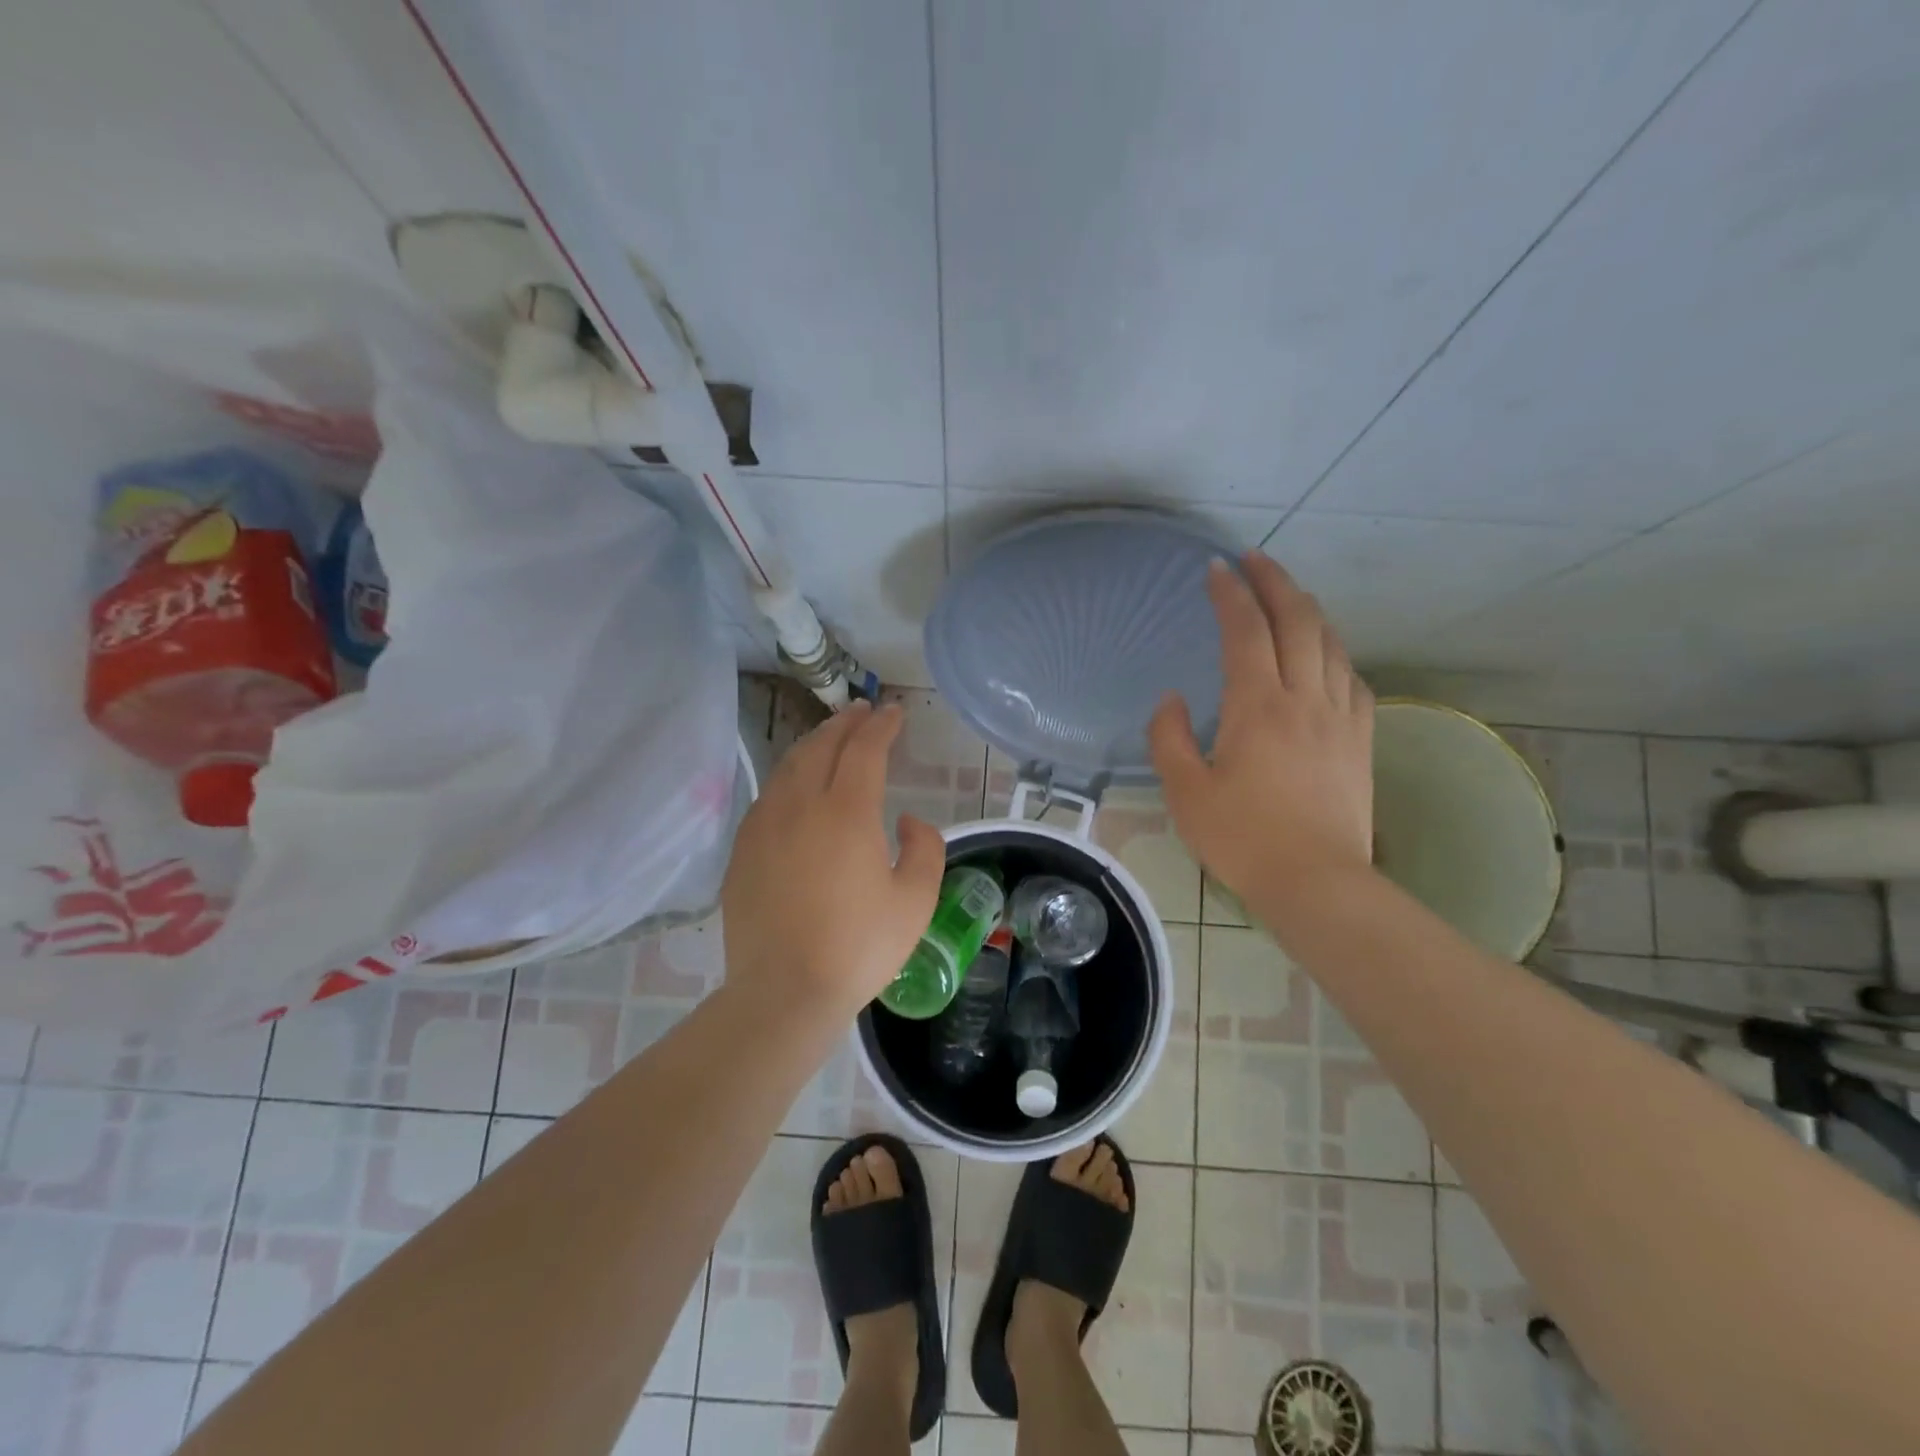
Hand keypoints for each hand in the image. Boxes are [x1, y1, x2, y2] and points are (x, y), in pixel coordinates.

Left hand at [720, 700, 945, 1021]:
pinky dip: (789, 776)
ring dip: (814, 744)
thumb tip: (905, 820)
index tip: (894, 713)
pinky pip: (768, 796)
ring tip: (830, 737)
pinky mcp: (743, 851)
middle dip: (845, 723)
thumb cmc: (859, 947)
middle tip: (862, 712)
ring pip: (788, 766)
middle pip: (822, 746)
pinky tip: (795, 787)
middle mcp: (800, 805)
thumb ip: (924, 848)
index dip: (881, 725)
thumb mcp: (915, 901)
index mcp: (847, 811)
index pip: (864, 749)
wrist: (784, 992)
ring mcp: (764, 826)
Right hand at [1149, 552, 1373, 908]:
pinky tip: (1325, 655)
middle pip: (1298, 620)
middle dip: (1275, 582)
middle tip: (1255, 560)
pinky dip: (1334, 652)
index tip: (1216, 568)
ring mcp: (1340, 716)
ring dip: (1308, 610)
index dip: (1230, 594)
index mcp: (1257, 706)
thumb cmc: (1241, 838)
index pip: (1245, 631)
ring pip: (1331, 643)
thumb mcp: (1185, 791)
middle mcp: (1304, 698)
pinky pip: (1353, 677)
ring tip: (1287, 597)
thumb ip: (1169, 738)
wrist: (1316, 882)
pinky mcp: (1361, 739)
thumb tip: (1173, 700)